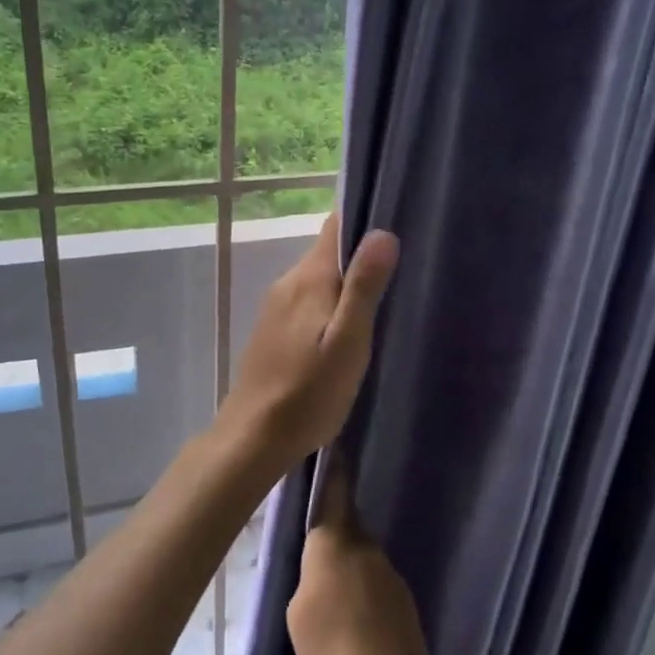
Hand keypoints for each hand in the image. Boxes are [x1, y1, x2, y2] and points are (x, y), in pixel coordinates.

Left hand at [217, 212, 398, 470]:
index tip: (398, 223)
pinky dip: (329, 306)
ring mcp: (276, 308)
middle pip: (328, 252)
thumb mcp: (348, 341)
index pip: (335, 226)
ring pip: (318, 280)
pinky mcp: (273, 331)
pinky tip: (346, 330)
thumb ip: (364, 287)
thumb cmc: (309, 392)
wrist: (254, 437)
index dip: (365, 218)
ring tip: (381, 301)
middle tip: (401, 270)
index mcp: (309, 278)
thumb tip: (383, 232)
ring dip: (346, 284)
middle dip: (361, 255)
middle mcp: (288, 283)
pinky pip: (307, 303)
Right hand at [288, 456, 433, 654]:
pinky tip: (352, 623)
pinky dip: (362, 594)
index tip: (332, 449)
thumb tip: (321, 569)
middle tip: (313, 549)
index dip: (333, 472)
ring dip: (348, 569)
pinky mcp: (404, 602)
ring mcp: (390, 574)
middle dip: (333, 533)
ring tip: (329, 599)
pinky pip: (375, 585)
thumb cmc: (331, 652)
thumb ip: (308, 579)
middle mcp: (367, 549)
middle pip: (348, 529)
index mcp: (336, 544)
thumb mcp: (298, 615)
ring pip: (362, 559)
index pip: (335, 495)